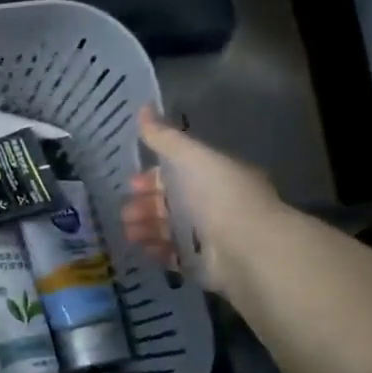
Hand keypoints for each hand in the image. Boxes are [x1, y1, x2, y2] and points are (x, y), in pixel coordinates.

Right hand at [124, 106, 284, 293]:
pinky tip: (143, 249)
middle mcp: (212, 205)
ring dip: (145, 228)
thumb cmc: (219, 196)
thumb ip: (165, 138)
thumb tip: (143, 107)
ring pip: (168, 229)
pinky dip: (157, 251)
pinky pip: (173, 256)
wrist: (246, 247)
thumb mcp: (191, 158)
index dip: (152, 178)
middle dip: (143, 205)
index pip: (177, 174)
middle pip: (170, 203)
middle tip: (125, 212)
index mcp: (213, 177)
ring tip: (130, 232)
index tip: (131, 184)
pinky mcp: (202, 264)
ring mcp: (208, 236)